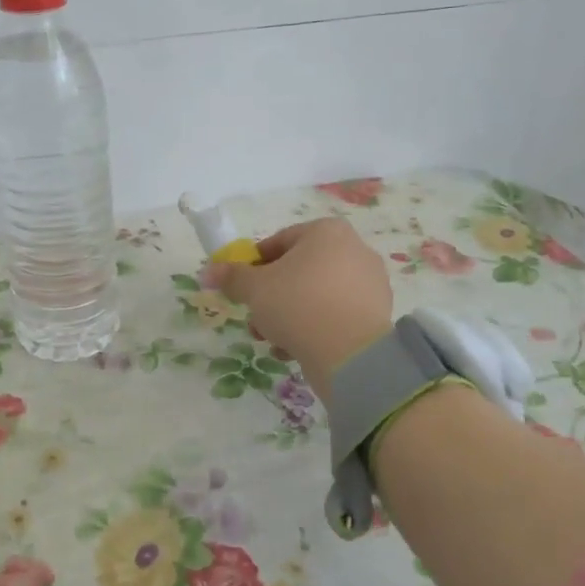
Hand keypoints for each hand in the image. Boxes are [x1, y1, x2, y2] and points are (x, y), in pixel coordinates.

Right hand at [205, 218, 392, 400]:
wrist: (350, 354)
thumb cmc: (298, 305)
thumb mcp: (255, 289)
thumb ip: (231, 277)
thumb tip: (208, 271)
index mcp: (326, 231)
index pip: (279, 242)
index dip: (254, 265)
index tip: (241, 287)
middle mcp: (354, 249)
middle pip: (298, 270)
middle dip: (272, 296)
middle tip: (255, 318)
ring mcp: (370, 282)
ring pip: (315, 294)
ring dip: (289, 315)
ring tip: (272, 340)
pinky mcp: (376, 313)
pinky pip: (335, 314)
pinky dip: (314, 327)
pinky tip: (295, 349)